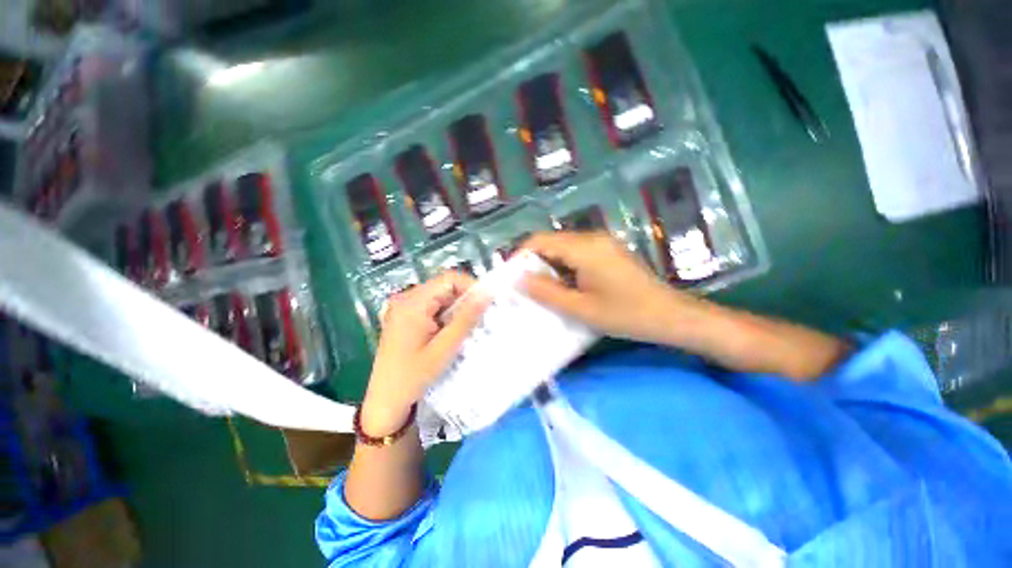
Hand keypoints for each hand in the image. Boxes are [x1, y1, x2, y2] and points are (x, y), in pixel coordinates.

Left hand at [361, 272, 488, 435]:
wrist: (385, 401)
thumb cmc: (413, 376)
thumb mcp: (445, 347)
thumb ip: (466, 318)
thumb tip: (487, 293)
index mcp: (412, 303)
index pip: (449, 279)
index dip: (471, 287)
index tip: (487, 303)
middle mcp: (406, 299)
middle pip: (444, 287)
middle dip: (465, 300)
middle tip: (480, 319)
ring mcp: (404, 308)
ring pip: (440, 298)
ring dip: (457, 310)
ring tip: (468, 328)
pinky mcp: (405, 317)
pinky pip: (432, 308)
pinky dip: (446, 316)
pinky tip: (451, 333)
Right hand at [521, 231, 694, 343]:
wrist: (671, 316)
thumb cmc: (626, 315)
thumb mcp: (580, 308)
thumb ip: (547, 292)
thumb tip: (518, 280)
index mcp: (584, 248)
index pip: (540, 241)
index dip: (521, 256)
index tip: (510, 277)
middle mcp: (592, 238)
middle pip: (551, 243)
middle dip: (534, 264)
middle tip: (524, 288)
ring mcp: (602, 243)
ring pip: (563, 249)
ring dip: (549, 267)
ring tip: (542, 290)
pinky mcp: (608, 251)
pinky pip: (577, 254)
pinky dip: (564, 268)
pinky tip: (565, 287)